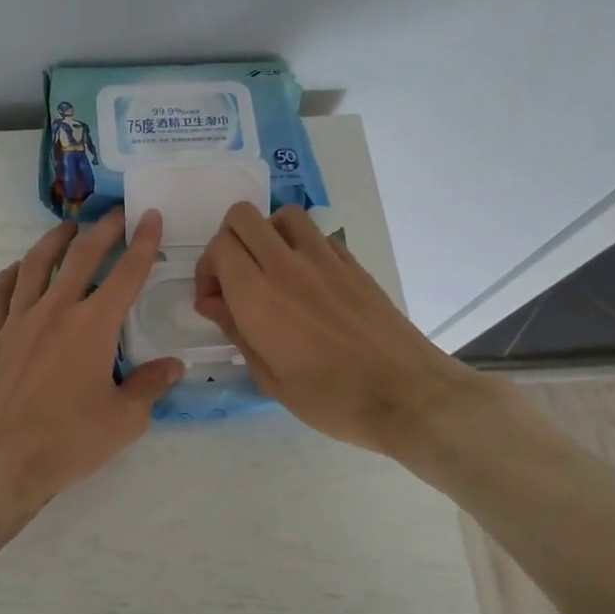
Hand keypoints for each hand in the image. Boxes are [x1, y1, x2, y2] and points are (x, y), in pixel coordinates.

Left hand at [0, 211, 183, 545]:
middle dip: (102, 230)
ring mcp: (18, 321)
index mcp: (92, 326)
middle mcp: (55, 311)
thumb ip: (150, 387)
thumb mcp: (123, 421)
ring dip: (54, 241)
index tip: (151, 216)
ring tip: (68, 228)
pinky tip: (18, 269)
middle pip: (81, 257)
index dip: (143, 242)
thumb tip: (173, 366)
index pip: (126, 274)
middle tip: (116, 214)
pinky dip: (10, 274)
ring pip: (35, 265)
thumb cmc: (66, 443)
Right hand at [193, 203, 495, 460]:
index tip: (215, 302)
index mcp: (258, 295)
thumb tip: (213, 302)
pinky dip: (300, 245)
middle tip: (235, 279)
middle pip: (242, 217)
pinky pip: (316, 234)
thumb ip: (235, 330)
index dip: (207, 269)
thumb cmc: (330, 398)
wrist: (406, 395)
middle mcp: (287, 265)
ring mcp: (324, 259)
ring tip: (270, 270)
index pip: (219, 246)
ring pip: (282, 215)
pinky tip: (307, 281)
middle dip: (228, 241)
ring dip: (266, 234)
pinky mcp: (352, 263)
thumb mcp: (269, 377)